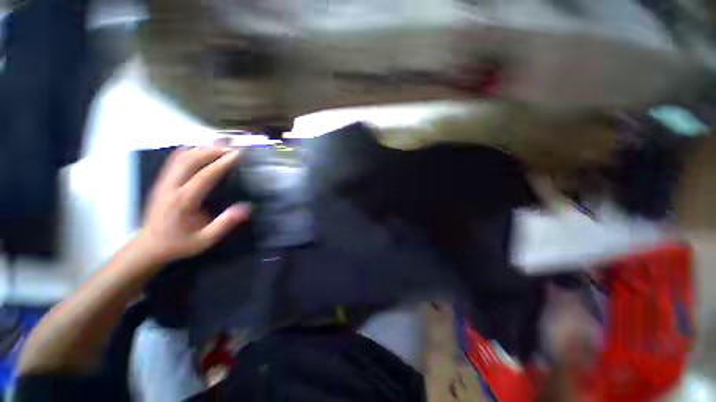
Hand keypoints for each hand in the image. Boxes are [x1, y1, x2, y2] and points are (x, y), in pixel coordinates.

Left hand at [137, 147, 249, 265]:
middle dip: (213, 150)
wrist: (149, 246)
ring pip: (182, 157)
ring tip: (220, 144)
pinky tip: (197, 148)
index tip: (239, 154)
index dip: (223, 163)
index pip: (205, 175)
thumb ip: (224, 224)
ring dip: (202, 148)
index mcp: (184, 201)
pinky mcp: (162, 182)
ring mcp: (164, 182)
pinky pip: (174, 161)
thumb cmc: (179, 243)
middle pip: (191, 160)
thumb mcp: (205, 240)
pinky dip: (187, 151)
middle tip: (233, 148)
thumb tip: (245, 208)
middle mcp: (172, 187)